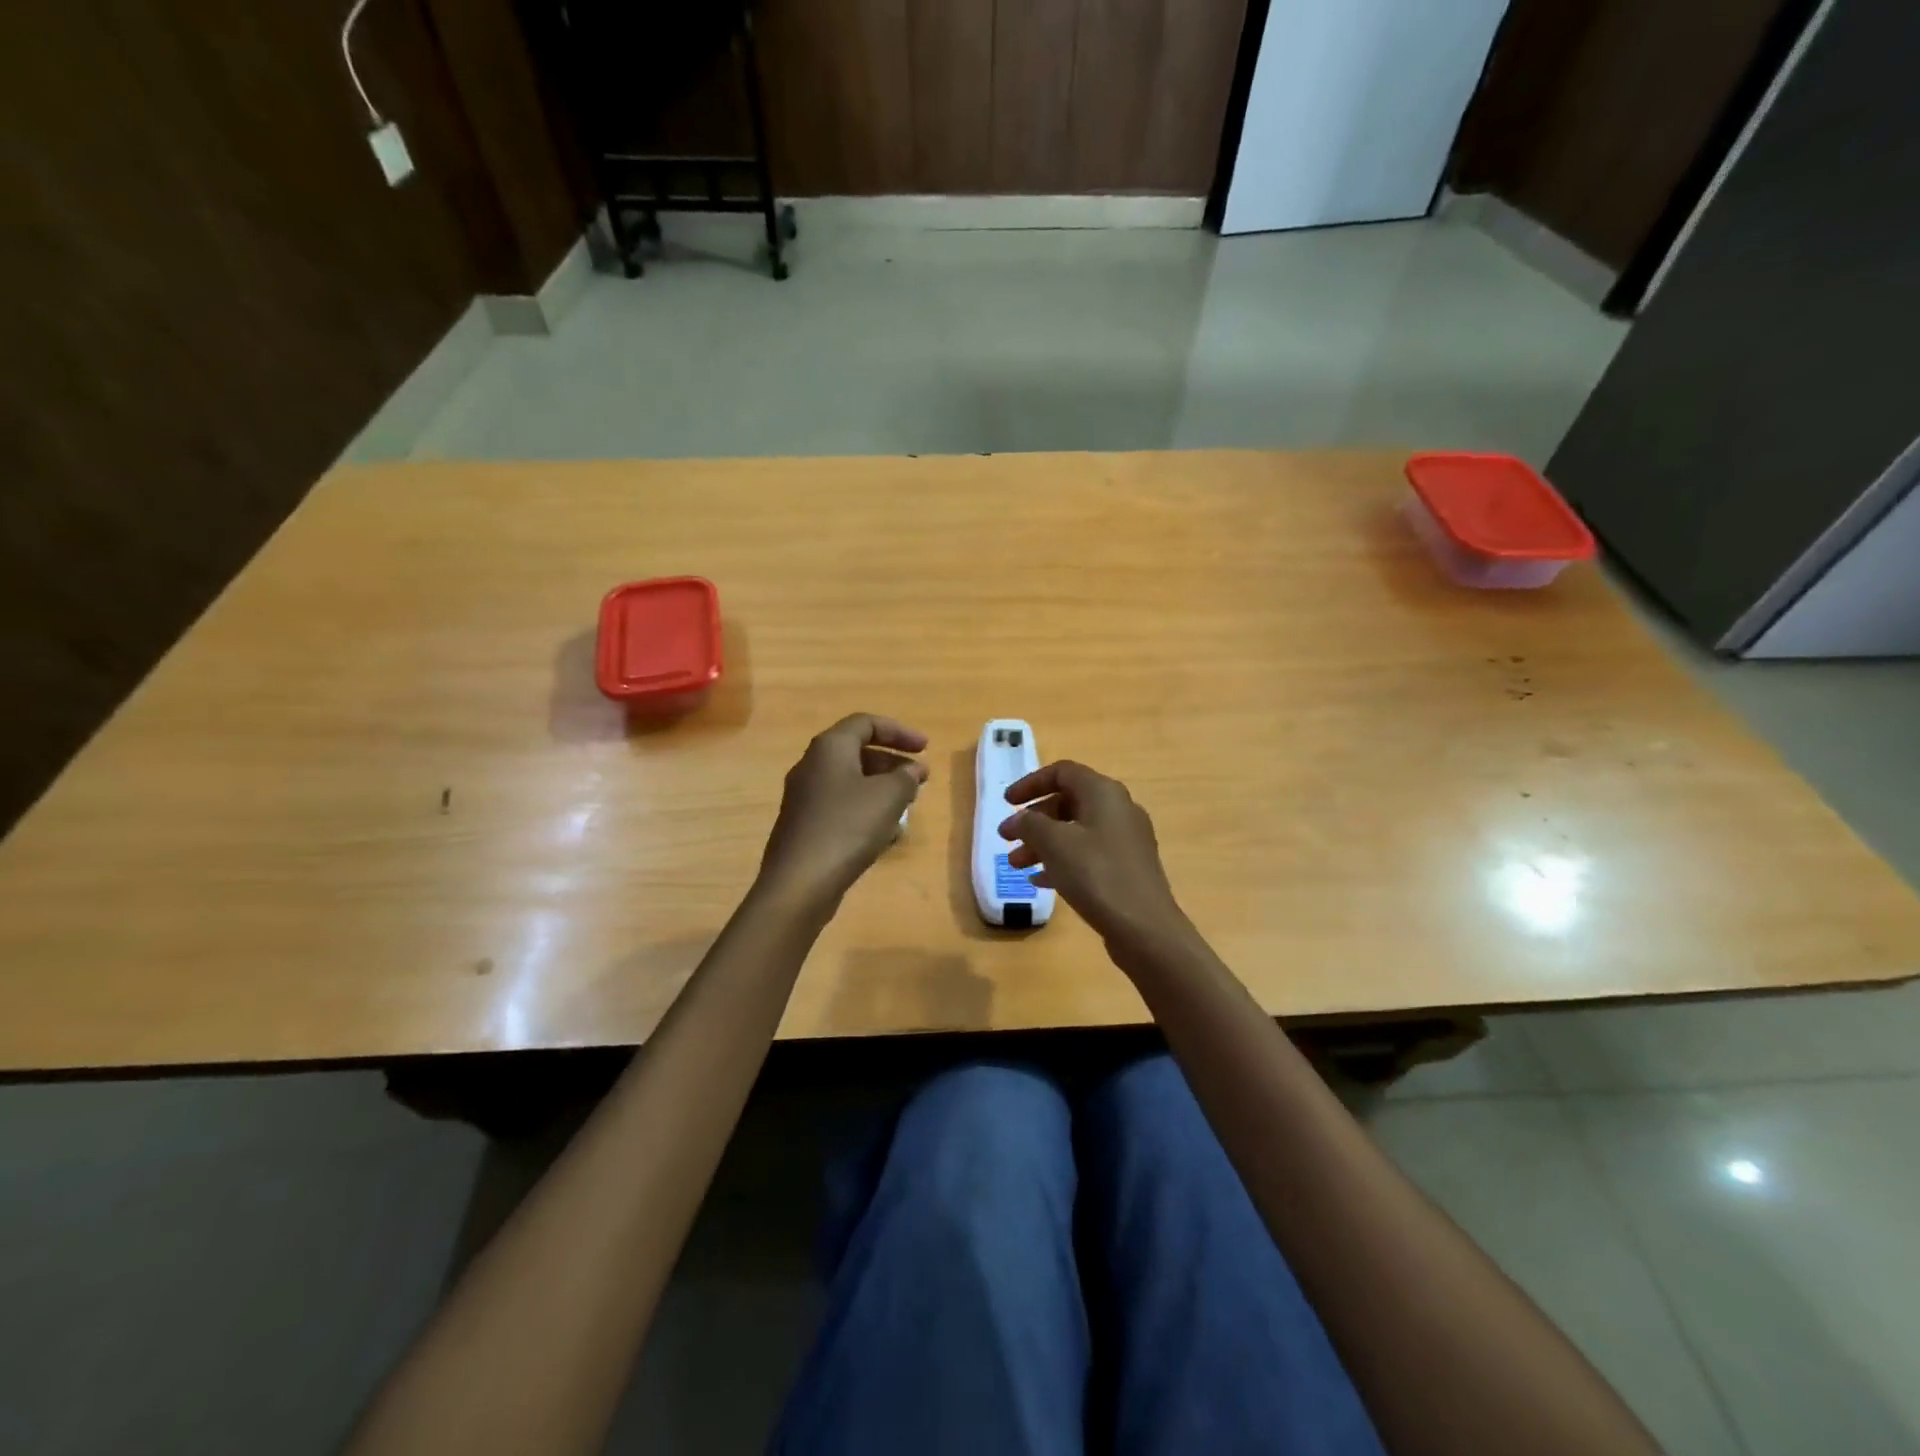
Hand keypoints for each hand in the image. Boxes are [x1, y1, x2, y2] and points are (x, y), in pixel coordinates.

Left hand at [757, 714, 929, 908]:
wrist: (800, 882)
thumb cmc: (847, 827)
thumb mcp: (888, 796)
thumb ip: (906, 777)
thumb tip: (912, 770)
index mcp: (829, 748)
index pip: (866, 723)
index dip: (899, 732)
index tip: (925, 749)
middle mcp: (812, 765)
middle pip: (857, 751)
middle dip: (892, 762)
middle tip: (919, 778)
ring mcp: (804, 797)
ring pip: (850, 780)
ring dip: (881, 787)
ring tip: (906, 806)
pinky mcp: (804, 825)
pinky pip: (840, 805)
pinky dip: (865, 808)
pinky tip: (884, 833)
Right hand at [1000, 760, 1193, 965]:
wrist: (1145, 928)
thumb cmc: (1097, 875)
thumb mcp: (1055, 844)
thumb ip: (1030, 824)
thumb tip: (1019, 819)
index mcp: (1103, 793)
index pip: (1062, 772)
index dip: (1031, 783)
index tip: (1007, 803)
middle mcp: (1118, 809)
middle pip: (1068, 801)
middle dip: (1033, 819)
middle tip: (1007, 838)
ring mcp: (1126, 840)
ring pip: (1076, 831)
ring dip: (1043, 843)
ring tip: (1015, 865)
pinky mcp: (1127, 868)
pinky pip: (1088, 854)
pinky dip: (1062, 861)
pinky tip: (1041, 881)